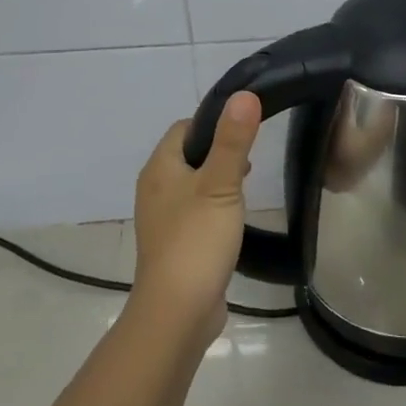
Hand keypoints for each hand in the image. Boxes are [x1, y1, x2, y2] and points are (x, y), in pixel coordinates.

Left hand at [129, 91, 260, 346]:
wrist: (178, 311)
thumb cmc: (197, 240)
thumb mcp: (222, 184)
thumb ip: (233, 140)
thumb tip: (244, 95)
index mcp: (159, 169)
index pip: (183, 128)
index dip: (213, 123)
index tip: (244, 131)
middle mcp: (154, 190)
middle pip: (187, 156)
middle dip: (218, 153)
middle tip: (250, 162)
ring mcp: (162, 220)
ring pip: (192, 186)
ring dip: (217, 182)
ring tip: (246, 190)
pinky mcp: (174, 245)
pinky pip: (194, 213)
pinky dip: (213, 209)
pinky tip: (233, 222)